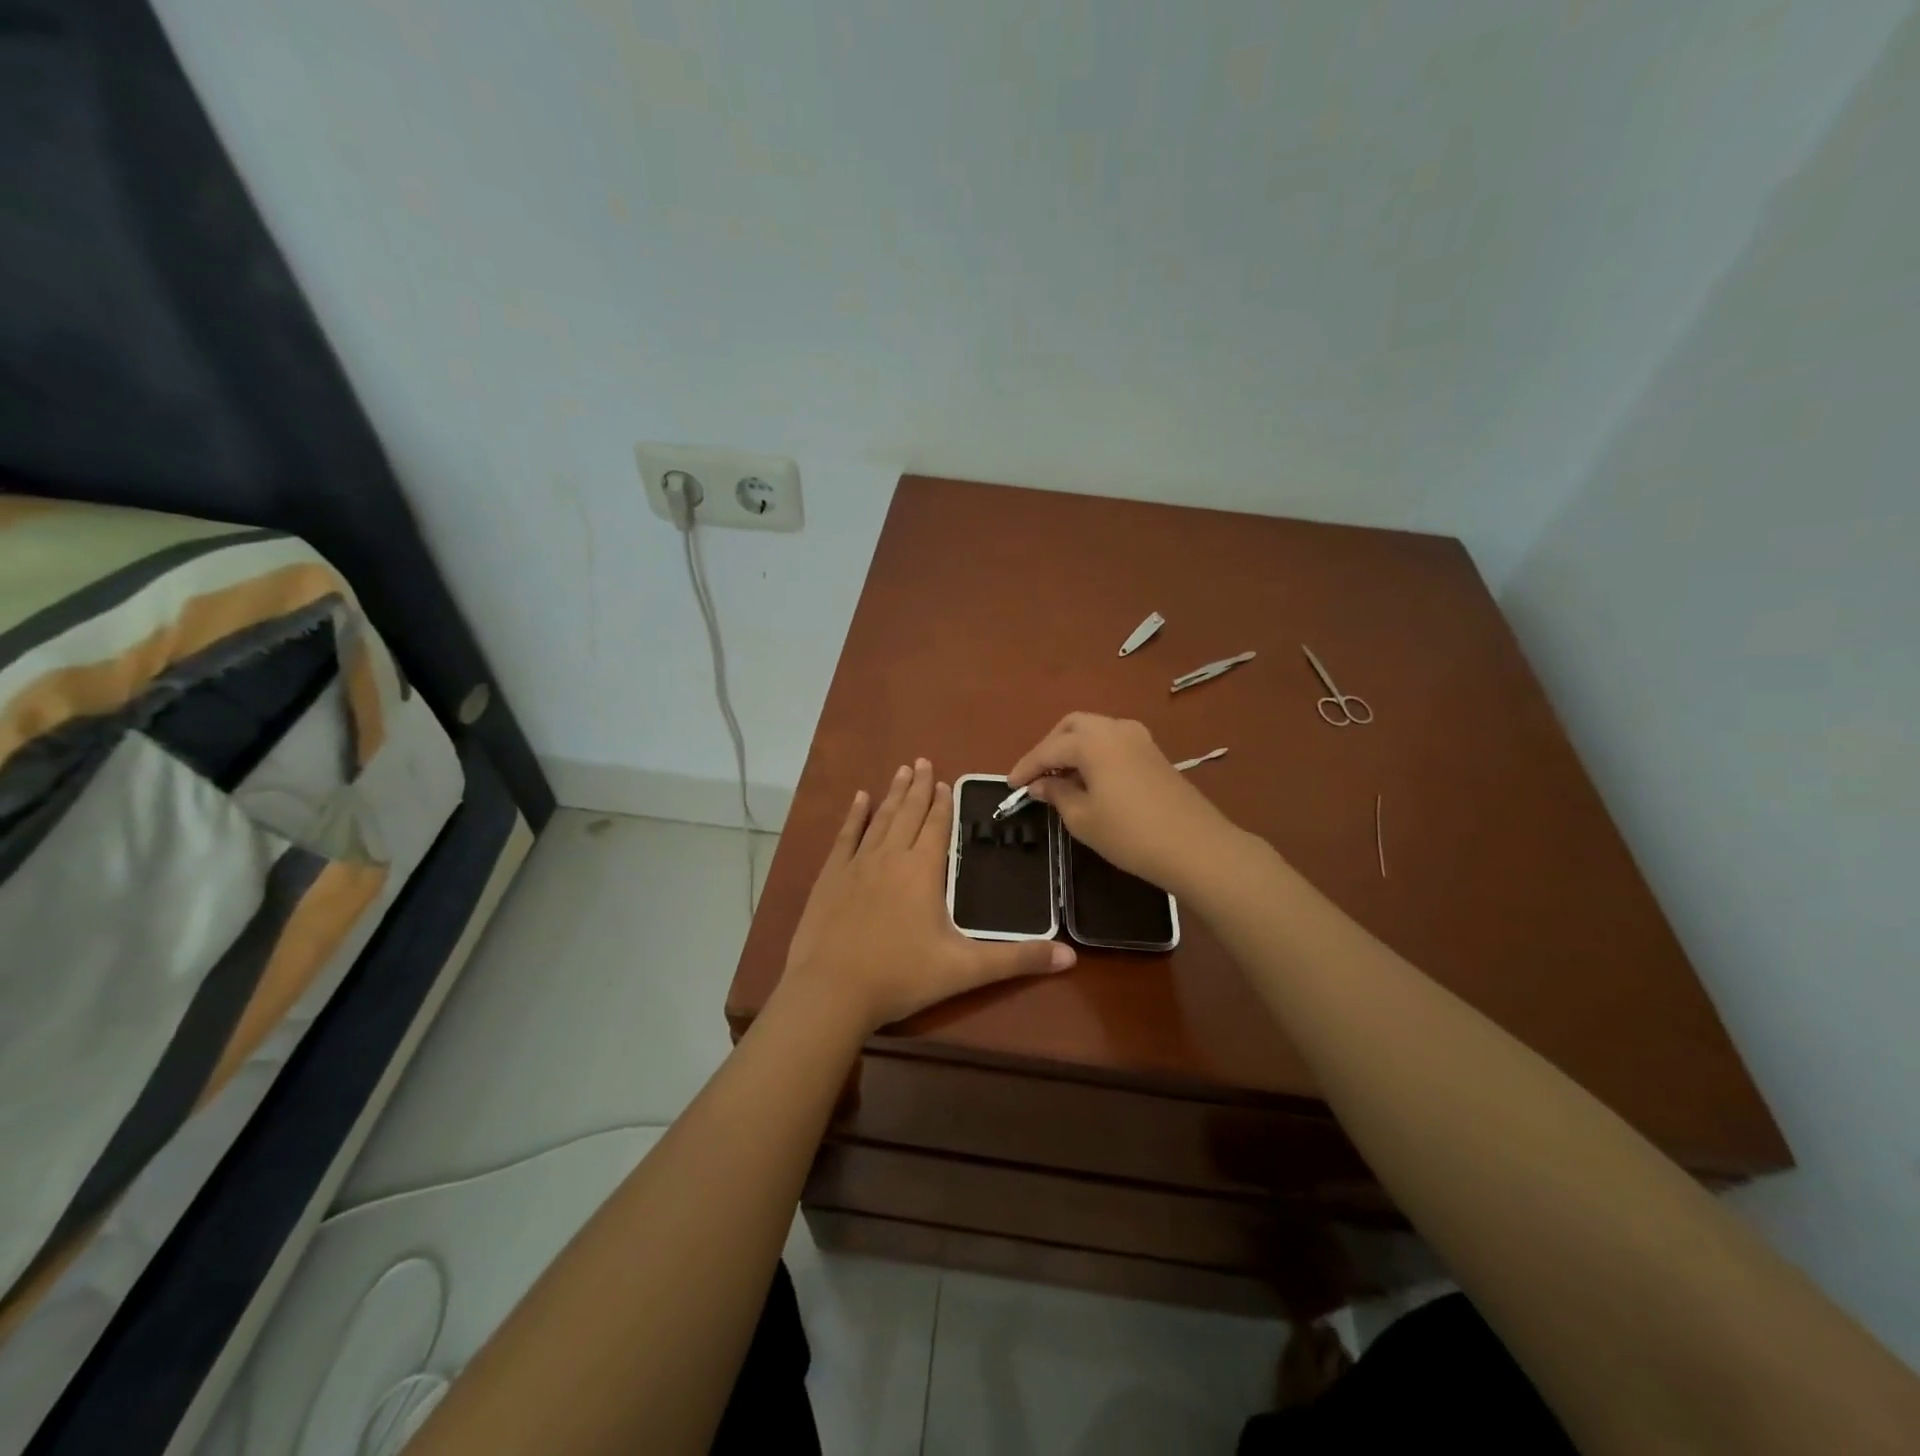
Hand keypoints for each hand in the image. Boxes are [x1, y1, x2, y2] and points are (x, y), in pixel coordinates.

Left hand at [782, 759, 1075, 1032]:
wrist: (832, 991)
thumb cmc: (901, 977)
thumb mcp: (966, 970)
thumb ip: (1017, 960)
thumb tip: (1071, 956)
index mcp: (922, 870)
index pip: (936, 827)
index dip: (942, 804)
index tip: (945, 781)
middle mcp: (890, 857)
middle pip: (908, 813)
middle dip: (918, 787)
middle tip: (922, 761)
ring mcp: (856, 864)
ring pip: (879, 819)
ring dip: (892, 794)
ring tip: (901, 770)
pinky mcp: (830, 877)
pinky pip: (845, 836)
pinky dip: (854, 815)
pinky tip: (859, 798)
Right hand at [1008, 714, 1235, 890]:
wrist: (1194, 846)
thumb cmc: (1129, 833)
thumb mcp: (1082, 818)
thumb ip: (1057, 794)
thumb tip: (1040, 784)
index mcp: (1092, 740)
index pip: (1049, 749)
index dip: (1027, 767)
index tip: (1010, 785)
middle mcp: (1115, 728)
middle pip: (1072, 726)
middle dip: (1050, 748)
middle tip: (1036, 776)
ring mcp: (1139, 738)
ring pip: (1095, 731)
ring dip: (1073, 748)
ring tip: (1060, 779)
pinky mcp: (1154, 753)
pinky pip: (1113, 742)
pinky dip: (1094, 754)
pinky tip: (1089, 780)